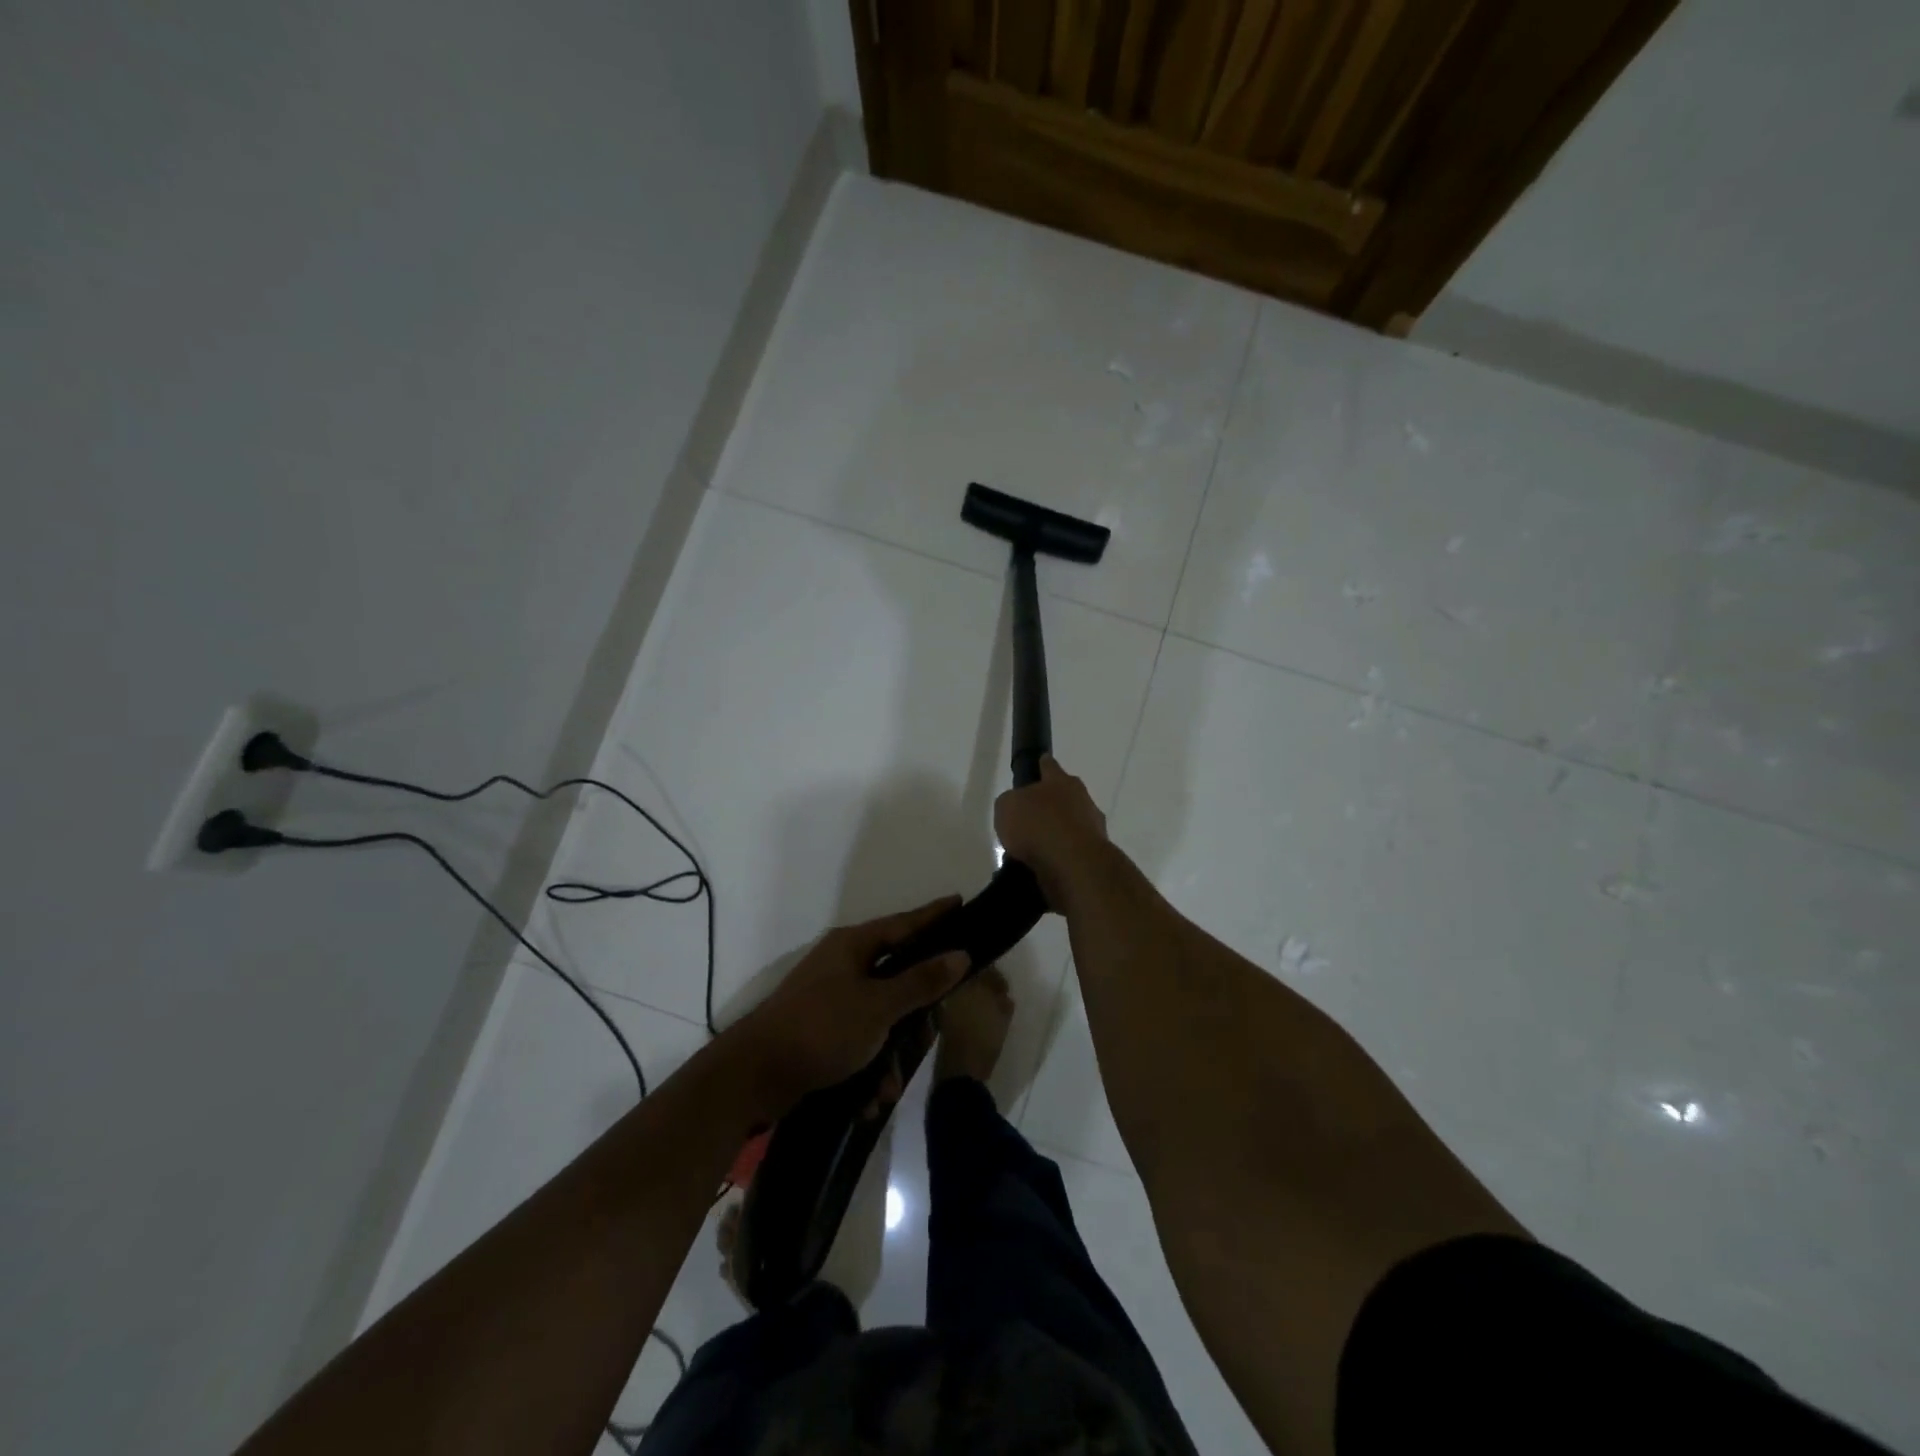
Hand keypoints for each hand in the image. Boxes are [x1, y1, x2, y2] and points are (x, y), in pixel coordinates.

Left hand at [735, 897, 968, 1110]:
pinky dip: (869, 1066)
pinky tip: (870, 1097)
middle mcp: (842, 965)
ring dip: (890, 1052)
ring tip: (889, 1084)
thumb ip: (921, 981)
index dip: (934, 915)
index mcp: (853, 946)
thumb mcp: (878, 1006)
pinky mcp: (822, 1030)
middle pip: (896, 974)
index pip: (904, 923)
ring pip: (881, 1015)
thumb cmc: (821, 1028)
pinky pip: (860, 1040)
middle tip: (934, 1024)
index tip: (960, 902)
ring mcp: (830, 998)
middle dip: (916, 1011)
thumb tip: (960, 954)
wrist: (754, 1076)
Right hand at [994, 756, 1109, 907]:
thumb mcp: (1007, 807)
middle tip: (1028, 819)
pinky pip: (1071, 853)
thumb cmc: (1038, 826)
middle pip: (1064, 797)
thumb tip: (1018, 809)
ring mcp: (1092, 828)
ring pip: (1070, 827)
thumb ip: (1011, 803)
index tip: (1040, 763)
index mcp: (1061, 781)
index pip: (1049, 766)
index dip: (1042, 765)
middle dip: (1049, 806)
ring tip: (1031, 852)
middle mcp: (1082, 800)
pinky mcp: (1094, 856)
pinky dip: (1059, 858)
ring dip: (1055, 835)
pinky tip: (1042, 868)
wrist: (1074, 865)